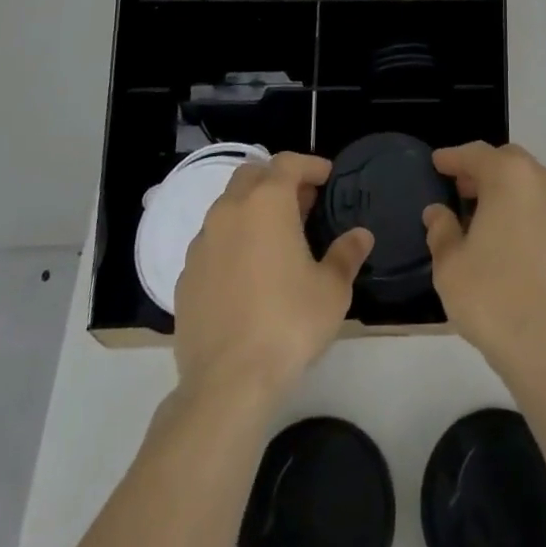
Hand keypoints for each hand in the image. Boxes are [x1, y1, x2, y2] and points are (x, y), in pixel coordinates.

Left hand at [174, 152, 373, 400]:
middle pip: (252, 175)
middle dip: (277, 180)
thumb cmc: (288, 324)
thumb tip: (361, 235)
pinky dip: (231, 243)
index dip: (310, 165)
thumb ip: (347, 254)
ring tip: (275, 239)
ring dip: (251, 210)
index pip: (288, 162)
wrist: (226, 384)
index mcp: (267, 202)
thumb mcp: (332, 290)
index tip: (328, 178)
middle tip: (302, 204)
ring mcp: (202, 244)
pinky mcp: (184, 277)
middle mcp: (229, 211)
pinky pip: (212, 244)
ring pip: (227, 207)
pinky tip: (247, 274)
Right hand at [424, 142, 545, 382]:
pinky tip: (510, 235)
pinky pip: (544, 205)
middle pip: (507, 160)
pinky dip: (525, 207)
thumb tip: (438, 212)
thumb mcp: (450, 265)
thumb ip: (441, 230)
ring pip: (530, 181)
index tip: (437, 162)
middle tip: (459, 187)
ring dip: (506, 187)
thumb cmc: (492, 298)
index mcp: (509, 176)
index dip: (452, 158)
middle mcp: (542, 180)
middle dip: (482, 169)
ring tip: (483, 212)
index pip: (475, 154)